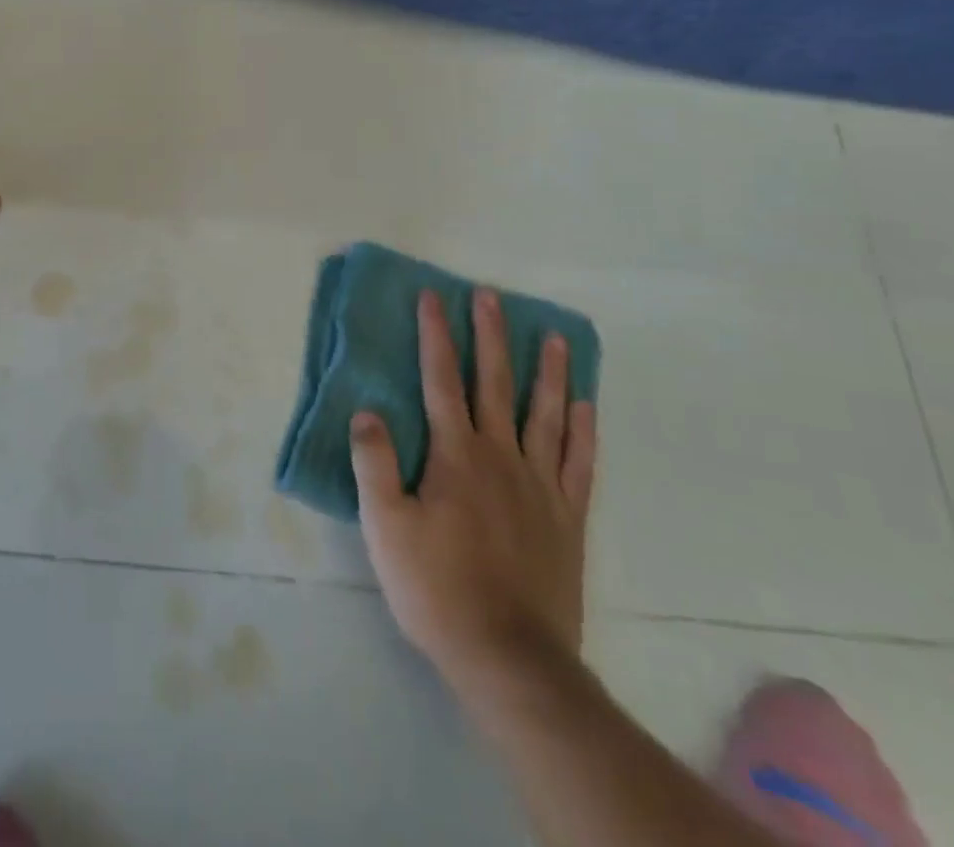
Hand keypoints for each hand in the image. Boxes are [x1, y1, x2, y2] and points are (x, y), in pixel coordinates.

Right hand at [351, 287, 596, 696]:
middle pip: (494, 383)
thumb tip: (367, 411)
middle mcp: (500, 456)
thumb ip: (376, 463)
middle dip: (489, 336)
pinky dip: (583, 429)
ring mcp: (540, 485)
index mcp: (456, 454)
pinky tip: (586, 404)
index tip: (433, 296)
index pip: (441, 379)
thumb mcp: (385, 525)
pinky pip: (578, 462)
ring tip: (553, 336)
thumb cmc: (436, 587)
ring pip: (545, 414)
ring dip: (547, 371)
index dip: (436, 335)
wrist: (509, 656)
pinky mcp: (567, 517)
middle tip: (490, 296)